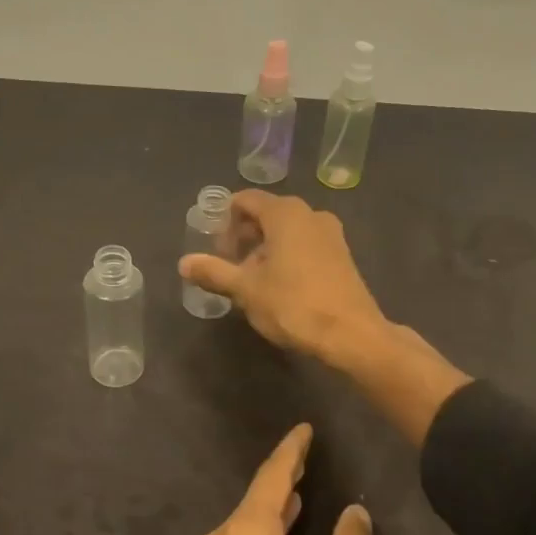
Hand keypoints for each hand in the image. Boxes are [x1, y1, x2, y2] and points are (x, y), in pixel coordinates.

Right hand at [178, 191, 384, 362]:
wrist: (351, 334)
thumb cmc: (293, 304)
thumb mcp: (246, 290)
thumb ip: (214, 272)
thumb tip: (184, 263)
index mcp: (285, 213)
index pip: (246, 200)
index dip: (225, 220)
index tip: (215, 248)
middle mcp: (310, 214)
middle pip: (267, 214)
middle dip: (244, 236)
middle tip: (229, 265)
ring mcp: (331, 234)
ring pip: (287, 231)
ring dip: (265, 249)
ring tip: (252, 281)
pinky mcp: (342, 256)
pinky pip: (305, 245)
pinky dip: (287, 257)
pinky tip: (280, 287)